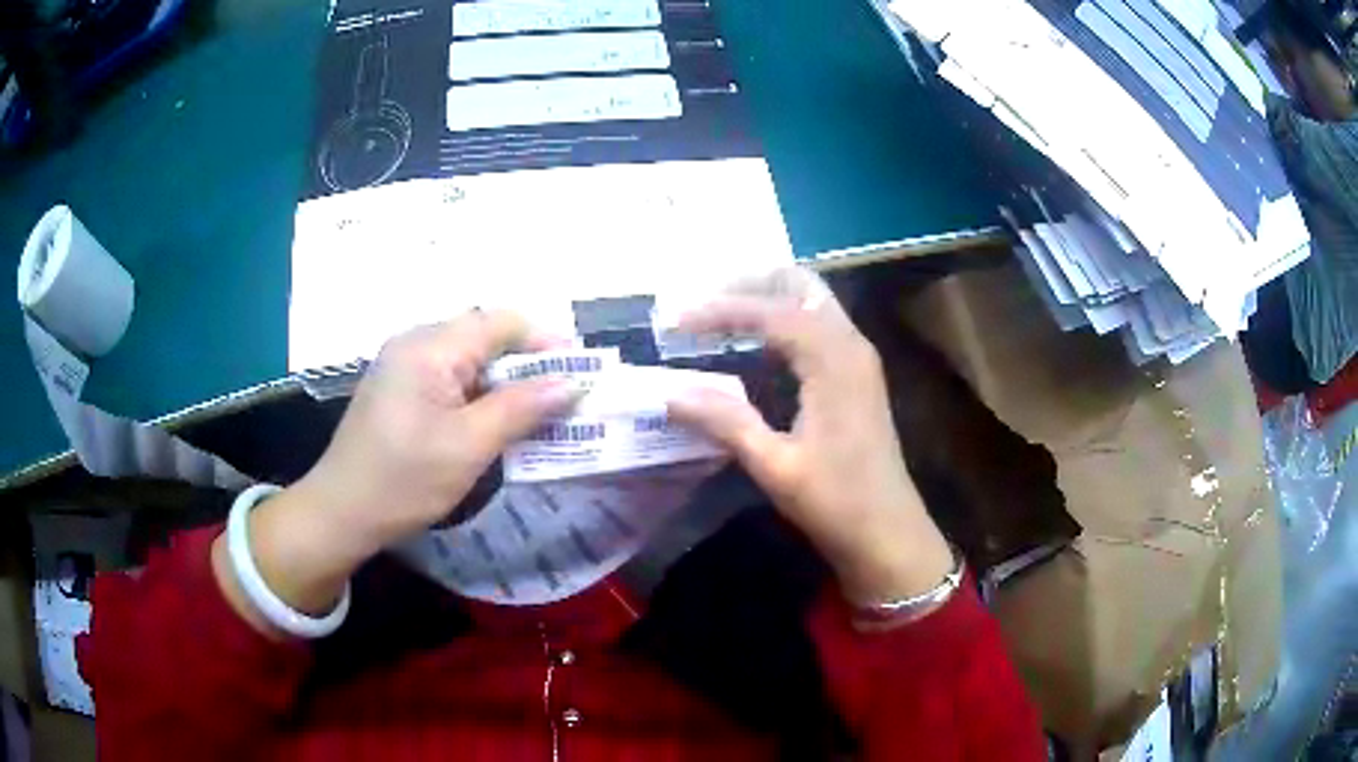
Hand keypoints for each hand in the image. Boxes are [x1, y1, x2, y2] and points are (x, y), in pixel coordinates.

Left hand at [212, 311, 578, 631]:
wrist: (341, 512)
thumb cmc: (403, 481)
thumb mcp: (468, 447)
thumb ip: (521, 409)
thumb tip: (572, 382)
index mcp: (429, 347)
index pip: (500, 322)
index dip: (545, 341)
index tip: (581, 372)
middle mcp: (415, 343)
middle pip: (485, 337)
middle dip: (528, 364)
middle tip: (564, 398)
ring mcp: (403, 365)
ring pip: (470, 360)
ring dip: (505, 383)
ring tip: (538, 414)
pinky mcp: (400, 389)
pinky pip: (450, 378)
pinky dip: (480, 395)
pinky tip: (496, 423)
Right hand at [668, 269, 952, 605]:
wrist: (888, 533)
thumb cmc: (836, 501)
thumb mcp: (775, 465)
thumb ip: (725, 421)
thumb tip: (669, 392)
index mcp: (834, 359)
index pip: (771, 311)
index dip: (720, 310)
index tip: (675, 320)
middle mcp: (850, 344)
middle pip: (800, 284)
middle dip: (749, 284)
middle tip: (702, 301)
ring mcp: (857, 357)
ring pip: (810, 301)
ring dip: (765, 298)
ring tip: (717, 316)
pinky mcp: (856, 375)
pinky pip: (816, 326)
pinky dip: (781, 321)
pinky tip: (751, 344)